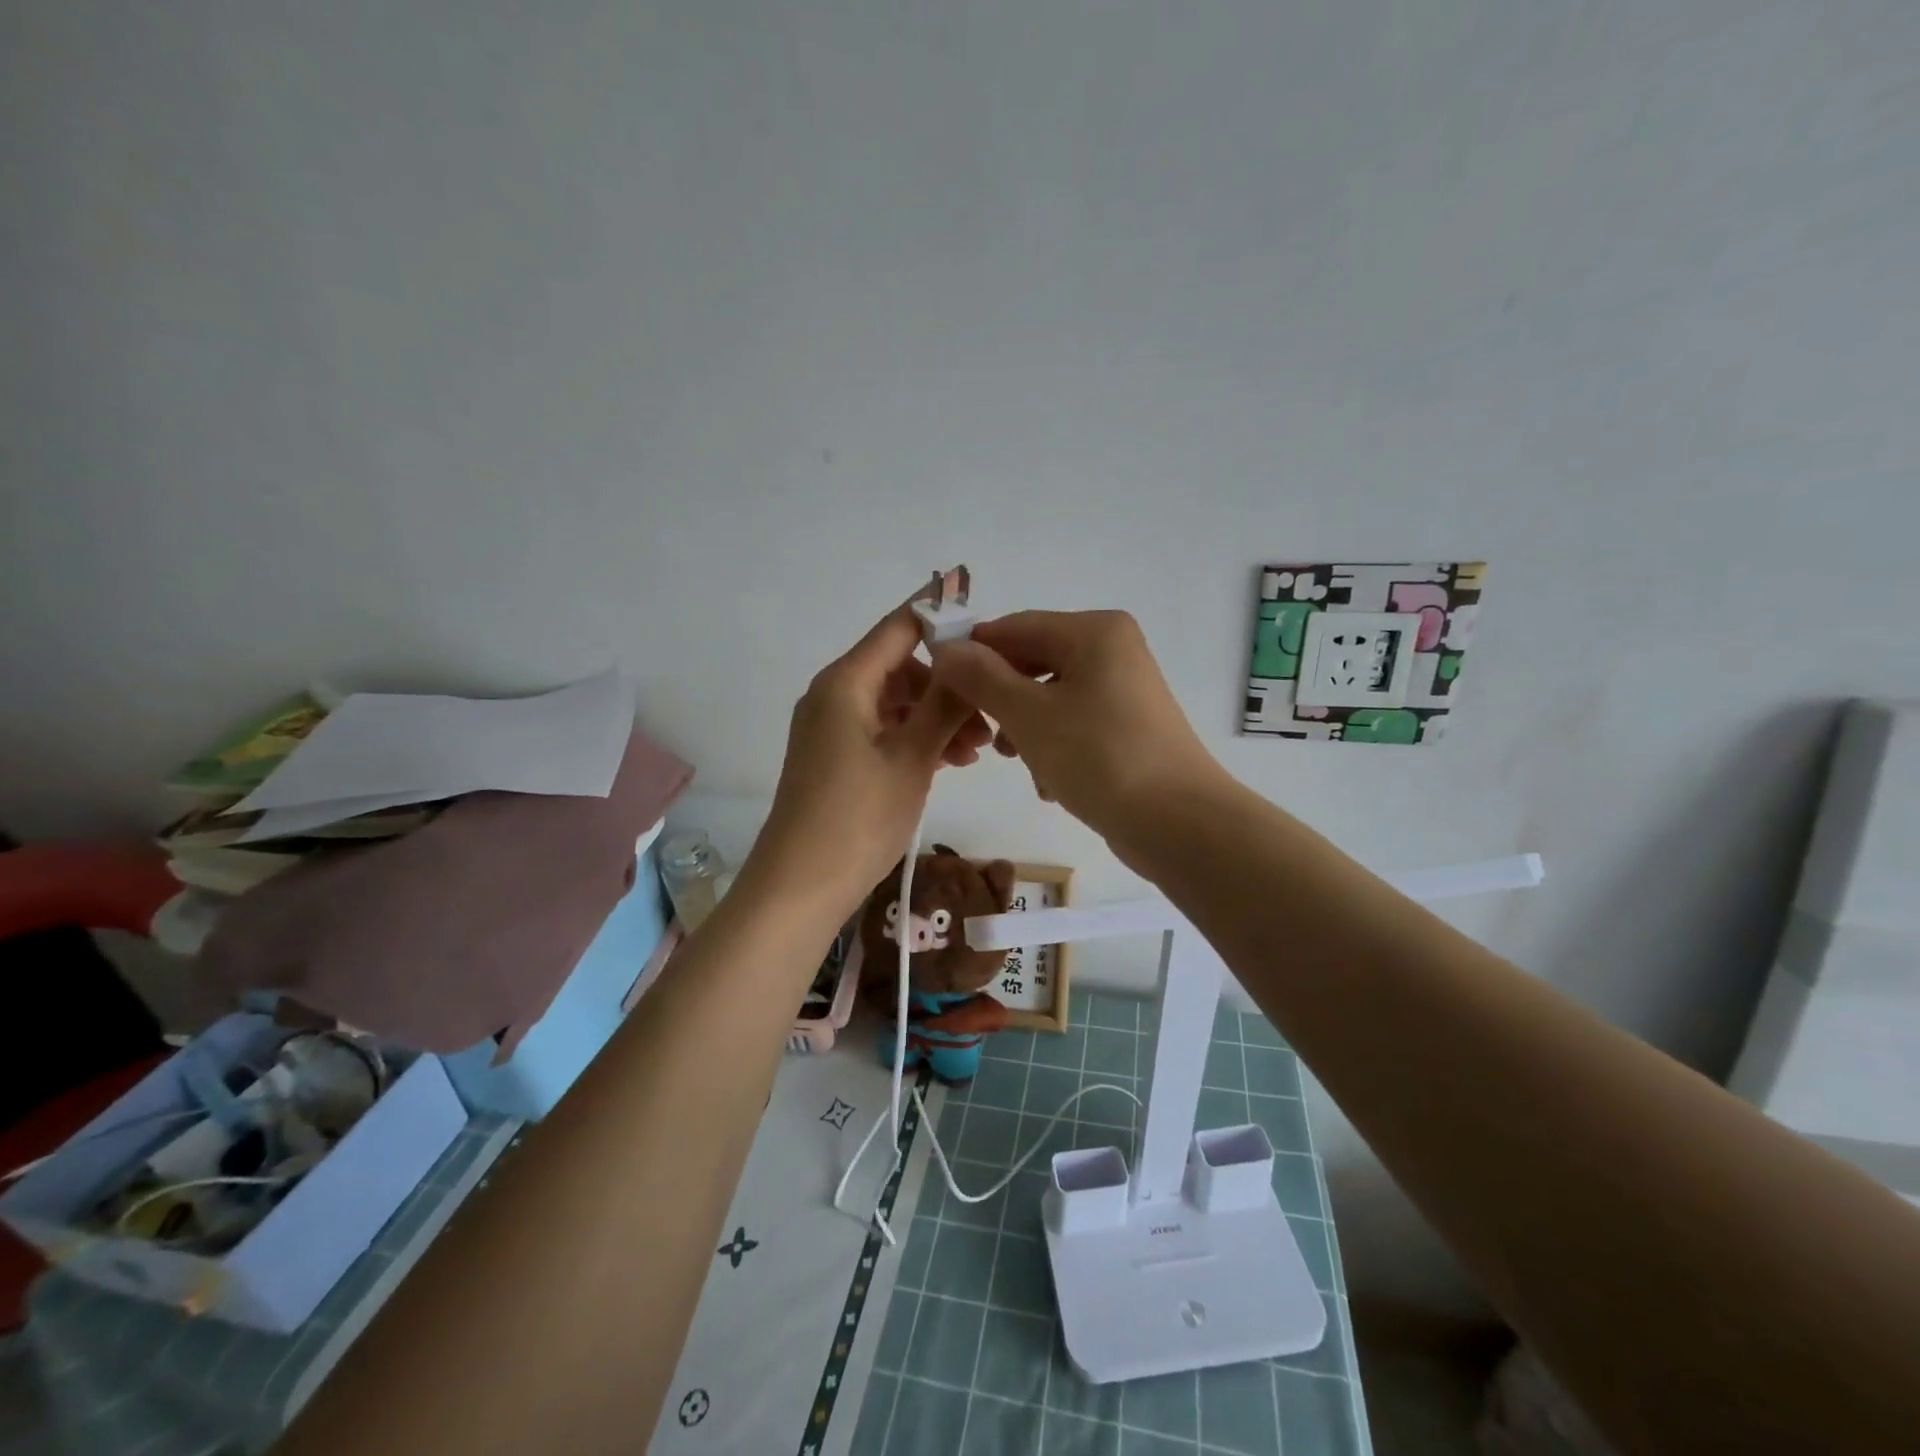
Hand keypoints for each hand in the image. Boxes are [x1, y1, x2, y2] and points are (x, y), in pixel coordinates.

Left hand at [744, 600, 991, 919]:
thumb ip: (945, 704)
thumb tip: (971, 657)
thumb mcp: (912, 758)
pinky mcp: (835, 756)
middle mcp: (834, 693)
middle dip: (948, 685)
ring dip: (937, 717)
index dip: (944, 618)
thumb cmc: (858, 818)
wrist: (799, 887)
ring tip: (977, 751)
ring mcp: (832, 726)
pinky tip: (950, 762)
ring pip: (896, 702)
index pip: (900, 626)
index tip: (990, 630)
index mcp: (846, 681)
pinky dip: (916, 738)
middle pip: (901, 666)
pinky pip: (883, 729)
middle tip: (990, 718)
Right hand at [929, 610, 1221, 849]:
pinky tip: (1050, 783)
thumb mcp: (1028, 715)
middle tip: (979, 735)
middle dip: (1001, 699)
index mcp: (1094, 631)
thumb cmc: (1099, 757)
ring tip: (1018, 762)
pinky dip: (1054, 747)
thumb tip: (946, 648)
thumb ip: (982, 677)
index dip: (973, 653)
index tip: (939, 687)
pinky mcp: (1128, 727)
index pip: (1014, 627)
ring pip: (1051, 697)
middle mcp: (1113, 650)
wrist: (1178, 823)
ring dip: (1025, 728)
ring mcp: (1124, 690)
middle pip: (1034, 662)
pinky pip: (1075, 723)